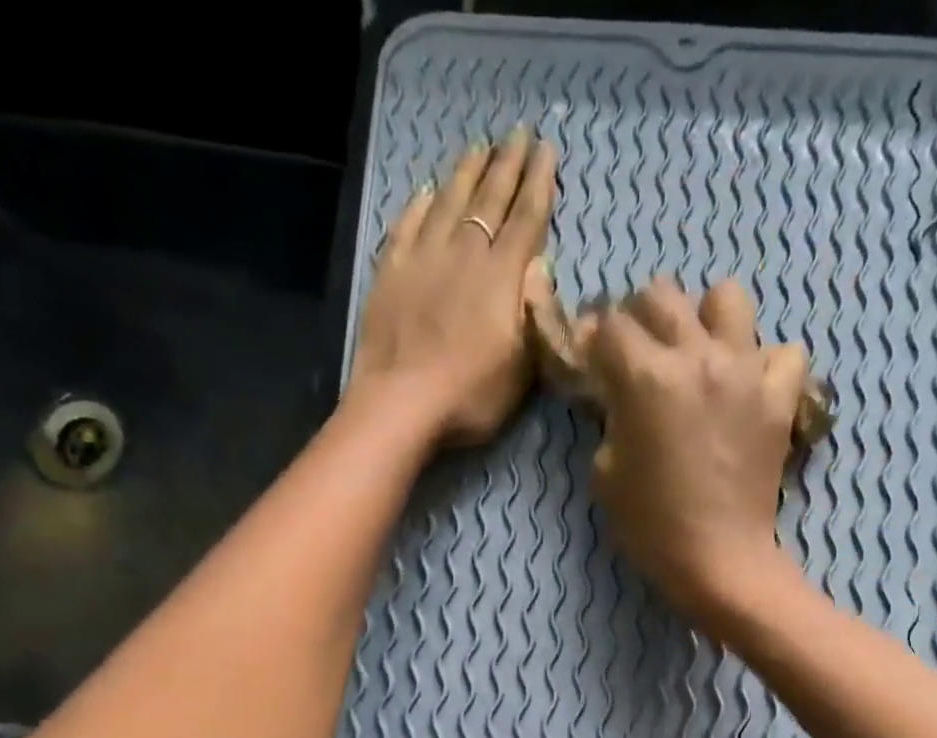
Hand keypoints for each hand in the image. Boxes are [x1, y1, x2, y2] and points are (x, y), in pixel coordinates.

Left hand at [349, 129, 556, 446]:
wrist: (401, 404)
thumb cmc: (471, 395)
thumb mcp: (522, 367)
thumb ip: (534, 314)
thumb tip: (538, 268)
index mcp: (502, 277)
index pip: (526, 219)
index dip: (539, 184)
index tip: (546, 150)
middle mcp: (464, 254)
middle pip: (489, 199)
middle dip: (506, 165)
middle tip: (517, 134)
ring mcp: (422, 259)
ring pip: (448, 202)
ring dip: (465, 173)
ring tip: (478, 148)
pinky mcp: (390, 273)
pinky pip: (406, 225)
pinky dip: (419, 205)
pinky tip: (426, 192)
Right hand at [588, 277, 813, 624]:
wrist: (718, 560)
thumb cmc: (651, 526)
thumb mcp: (605, 473)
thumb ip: (609, 419)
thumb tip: (617, 394)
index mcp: (646, 377)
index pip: (611, 325)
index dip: (595, 338)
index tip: (594, 358)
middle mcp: (697, 357)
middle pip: (662, 295)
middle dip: (641, 317)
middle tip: (639, 353)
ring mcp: (746, 372)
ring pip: (726, 298)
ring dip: (705, 319)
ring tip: (698, 354)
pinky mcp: (780, 397)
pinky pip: (782, 352)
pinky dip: (765, 363)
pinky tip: (748, 388)